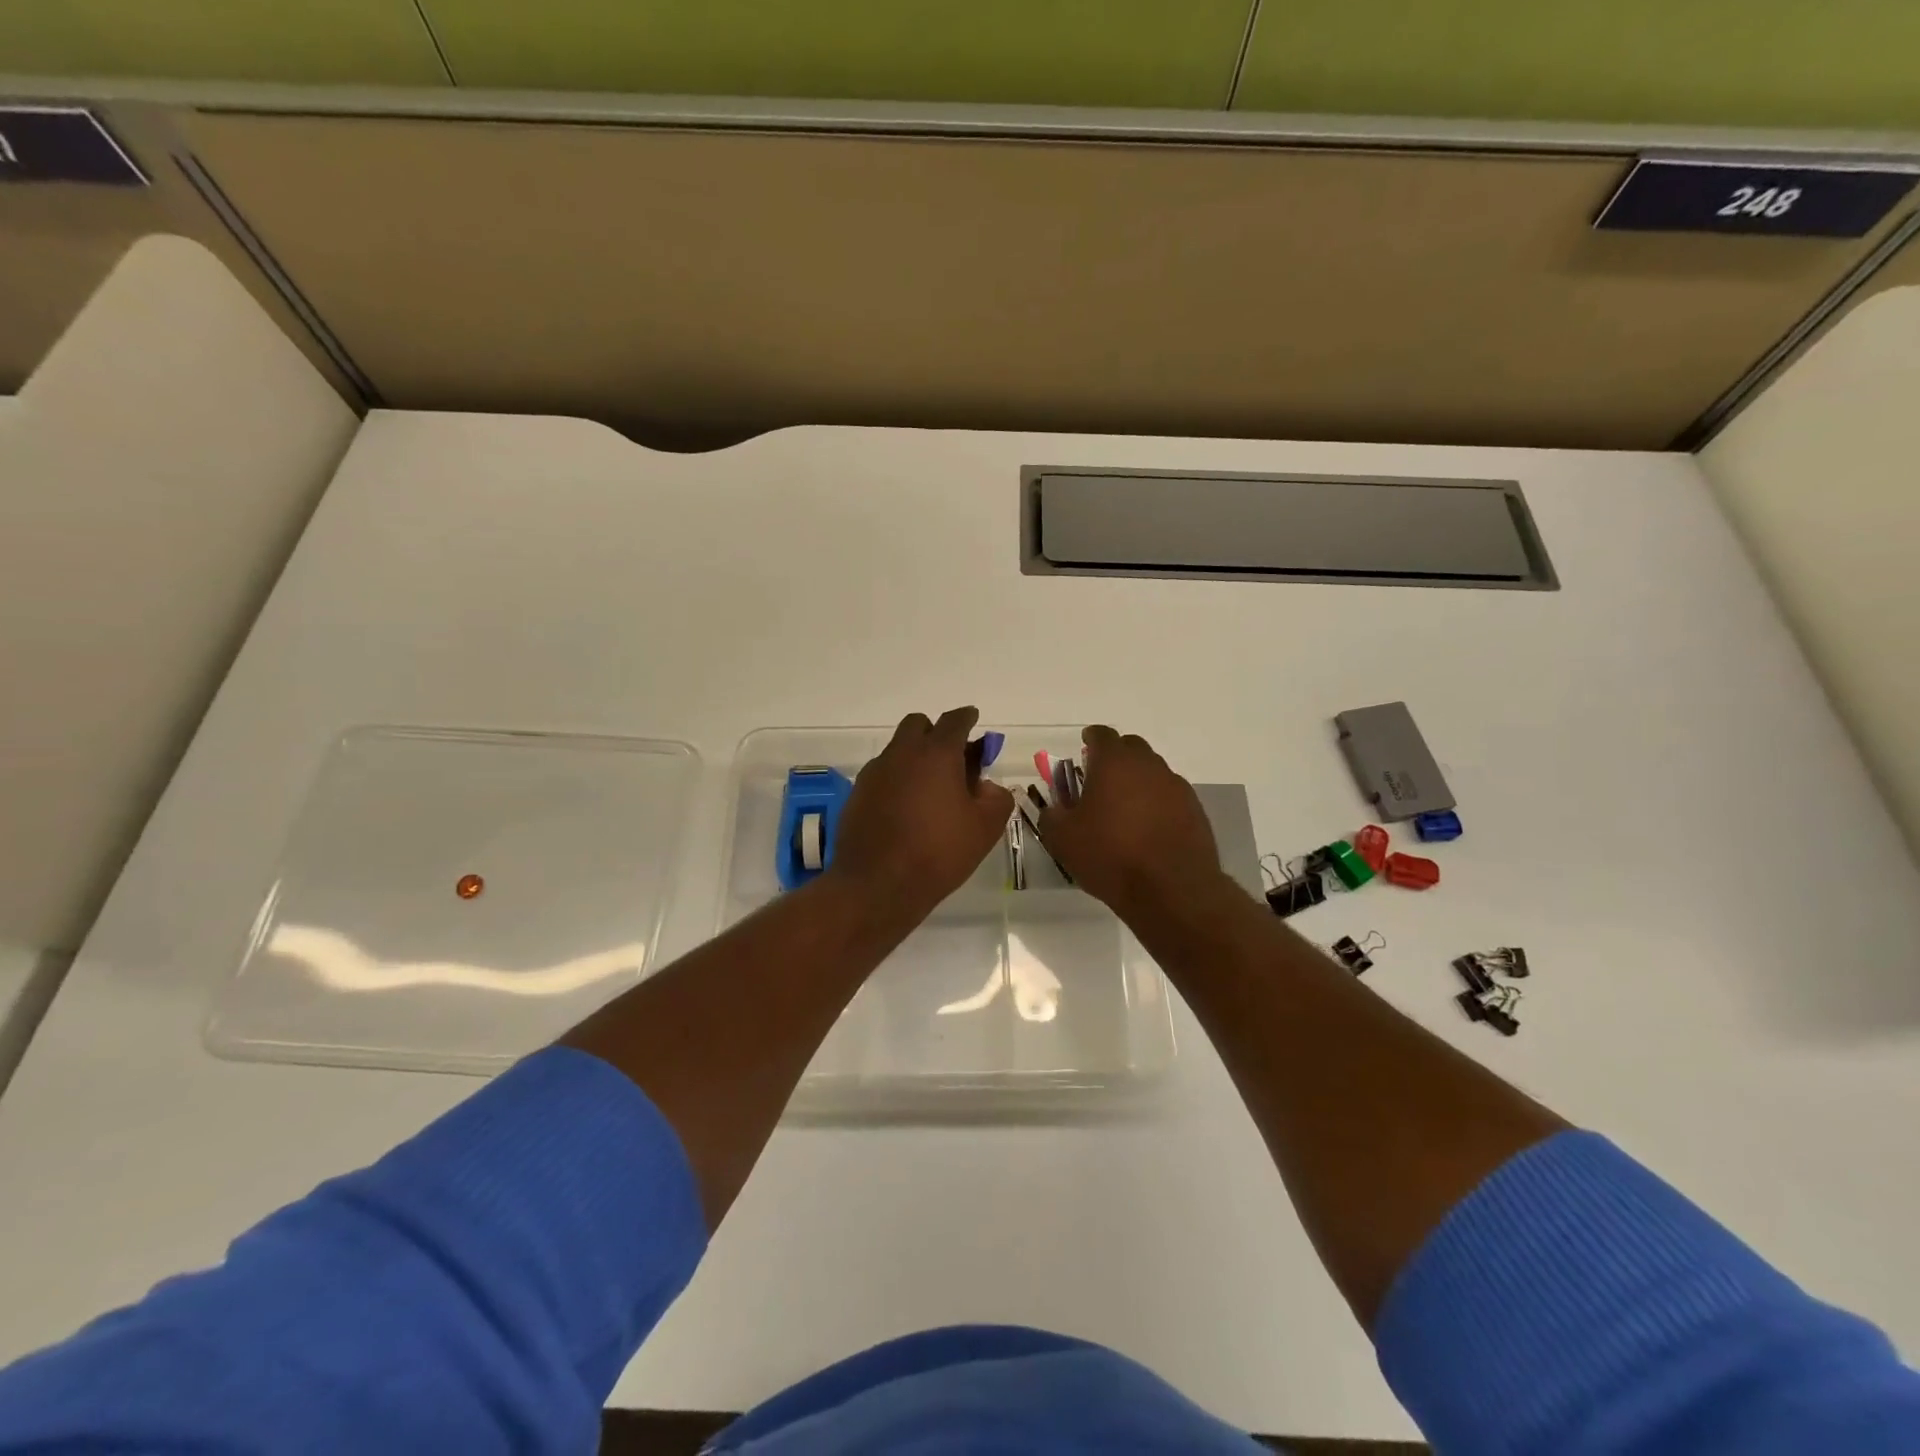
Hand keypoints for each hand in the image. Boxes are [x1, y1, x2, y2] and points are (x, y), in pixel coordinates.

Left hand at [828, 707, 1015, 917]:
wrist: (877, 885)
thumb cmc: (939, 852)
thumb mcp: (985, 828)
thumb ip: (996, 798)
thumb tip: (985, 786)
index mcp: (937, 753)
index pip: (954, 721)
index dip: (967, 718)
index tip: (973, 720)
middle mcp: (902, 753)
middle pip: (918, 725)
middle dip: (935, 732)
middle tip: (952, 758)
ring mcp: (875, 773)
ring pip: (897, 749)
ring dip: (914, 757)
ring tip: (930, 789)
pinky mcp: (857, 794)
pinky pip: (882, 774)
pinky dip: (897, 780)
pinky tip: (906, 808)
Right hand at [1039, 725, 1225, 918]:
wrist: (1172, 889)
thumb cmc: (1110, 856)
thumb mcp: (1062, 839)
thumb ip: (1052, 816)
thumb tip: (1055, 809)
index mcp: (1114, 763)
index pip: (1102, 735)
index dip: (1091, 738)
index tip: (1085, 745)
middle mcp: (1148, 766)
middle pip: (1131, 747)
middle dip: (1116, 756)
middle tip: (1101, 777)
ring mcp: (1176, 787)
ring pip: (1153, 771)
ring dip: (1138, 781)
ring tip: (1124, 807)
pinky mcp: (1195, 810)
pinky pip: (1170, 796)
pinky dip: (1157, 803)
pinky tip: (1147, 827)